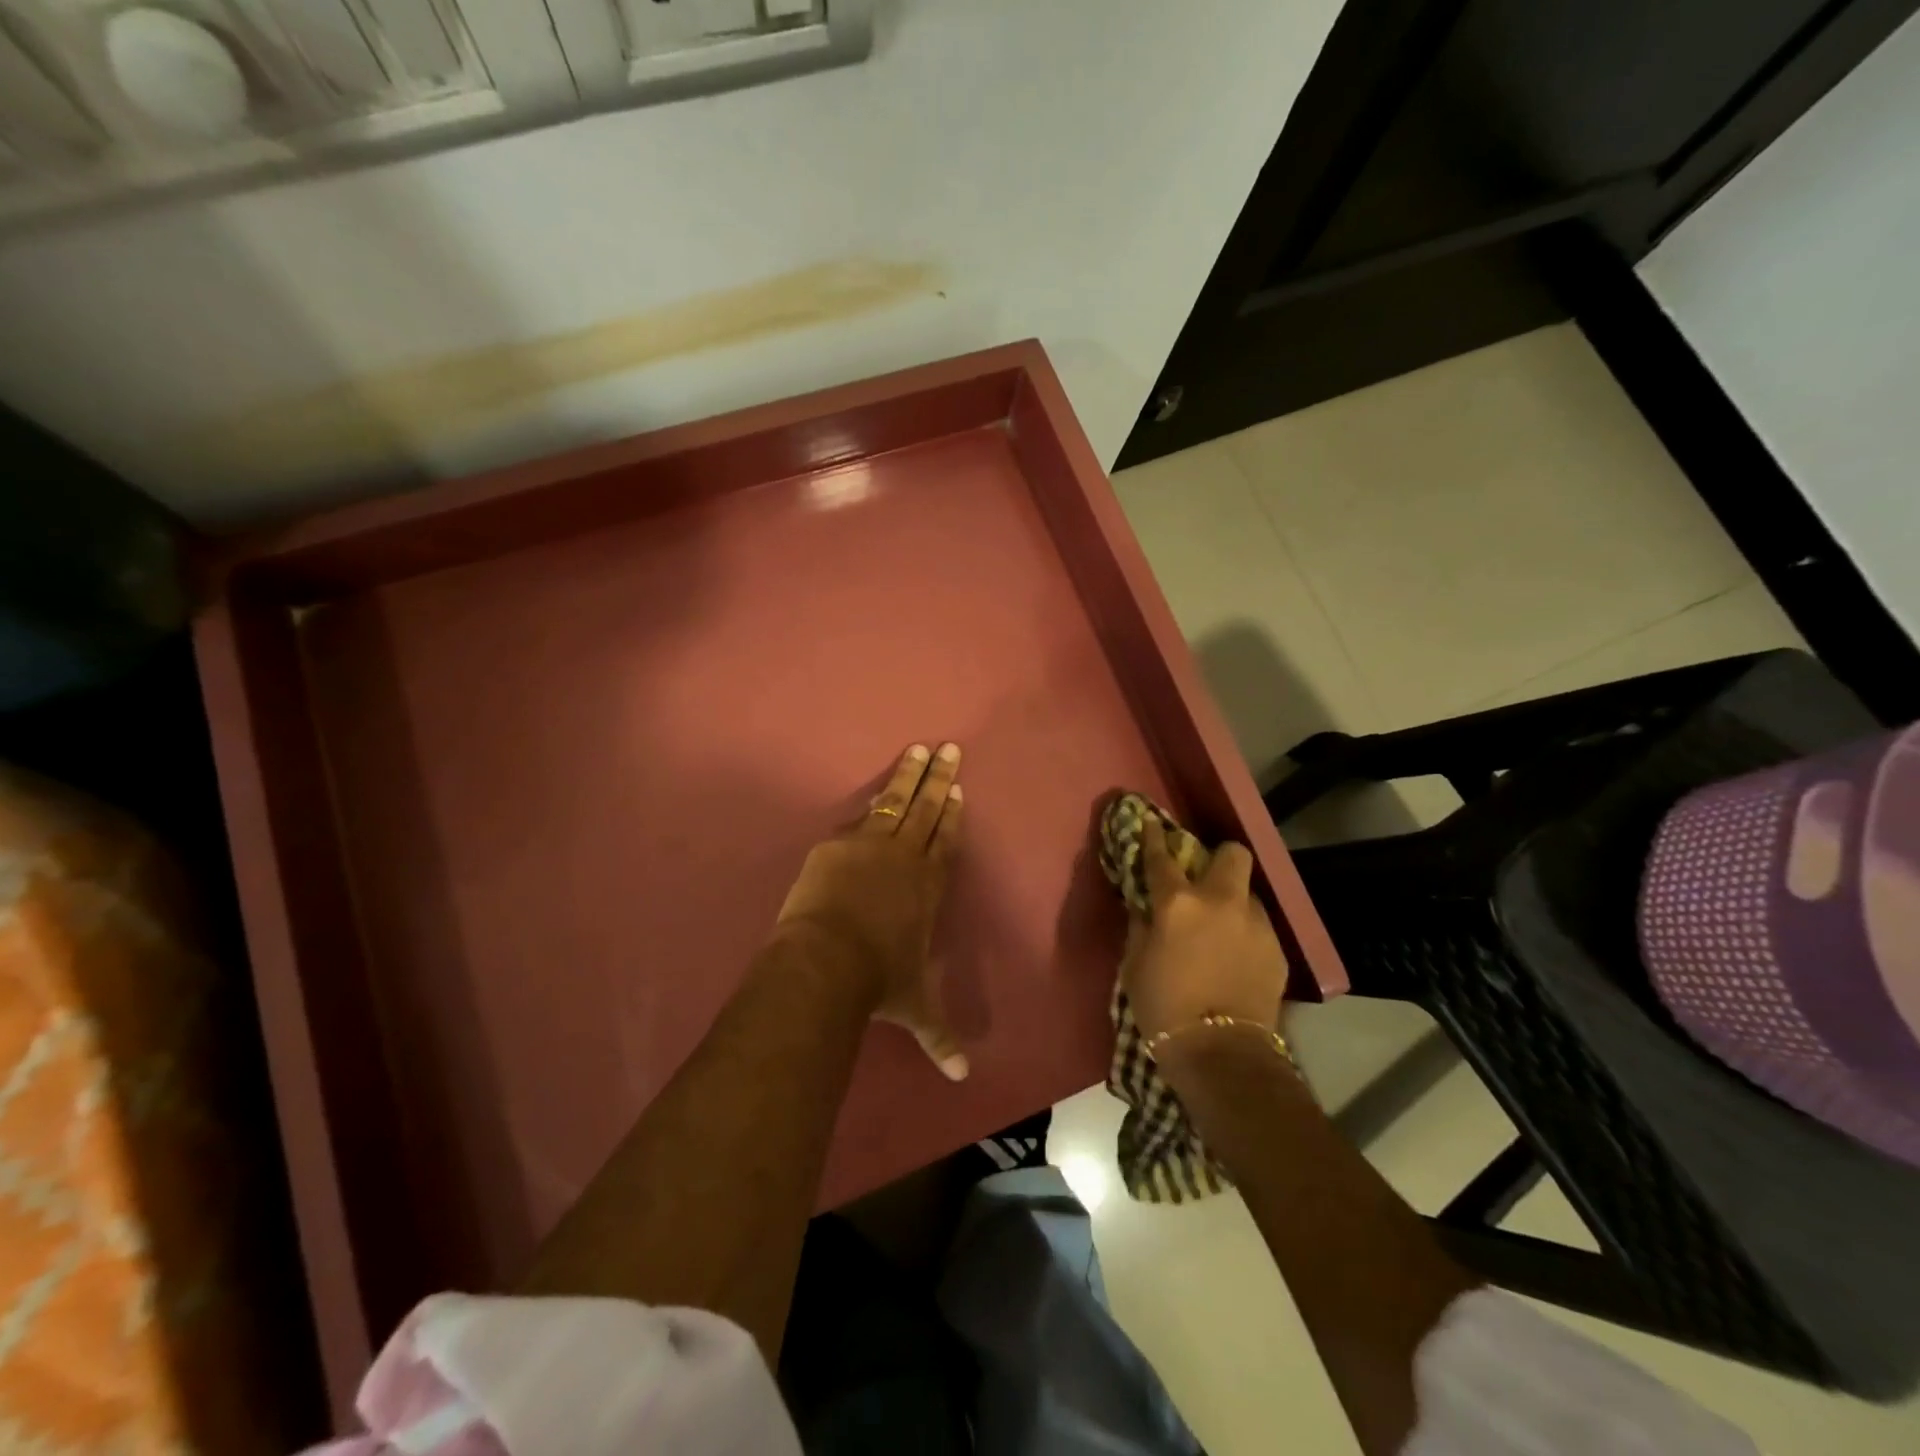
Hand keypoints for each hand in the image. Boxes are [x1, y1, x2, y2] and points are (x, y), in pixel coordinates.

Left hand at [776, 743, 968, 1080]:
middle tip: (948, 749)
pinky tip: (874, 791)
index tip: (959, 790)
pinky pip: (858, 818)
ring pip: (895, 801)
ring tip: (917, 749)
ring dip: (908, 775)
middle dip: (938, 778)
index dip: (954, 815)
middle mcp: (906, 858)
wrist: (828, 960)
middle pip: (927, 809)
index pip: (947, 842)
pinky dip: (869, 803)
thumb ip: (939, 1038)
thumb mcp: (915, 1008)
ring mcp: (871, 845)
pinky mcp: (837, 845)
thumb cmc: (880, 981)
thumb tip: (963, 1080)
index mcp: (929, 887)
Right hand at [1122, 818, 1286, 1042]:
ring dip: (1233, 901)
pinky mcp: (1277, 949)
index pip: (1161, 857)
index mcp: (1178, 903)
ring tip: (1222, 927)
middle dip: (1218, 857)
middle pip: (1231, 854)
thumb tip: (1145, 906)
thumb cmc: (1163, 1007)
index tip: (1152, 822)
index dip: (1154, 836)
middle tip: (1205, 877)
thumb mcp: (1135, 963)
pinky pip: (1258, 926)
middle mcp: (1221, 902)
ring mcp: (1255, 923)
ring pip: (1248, 893)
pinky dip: (1245, 932)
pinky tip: (1236, 957)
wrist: (1221, 1053)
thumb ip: (1141, 925)